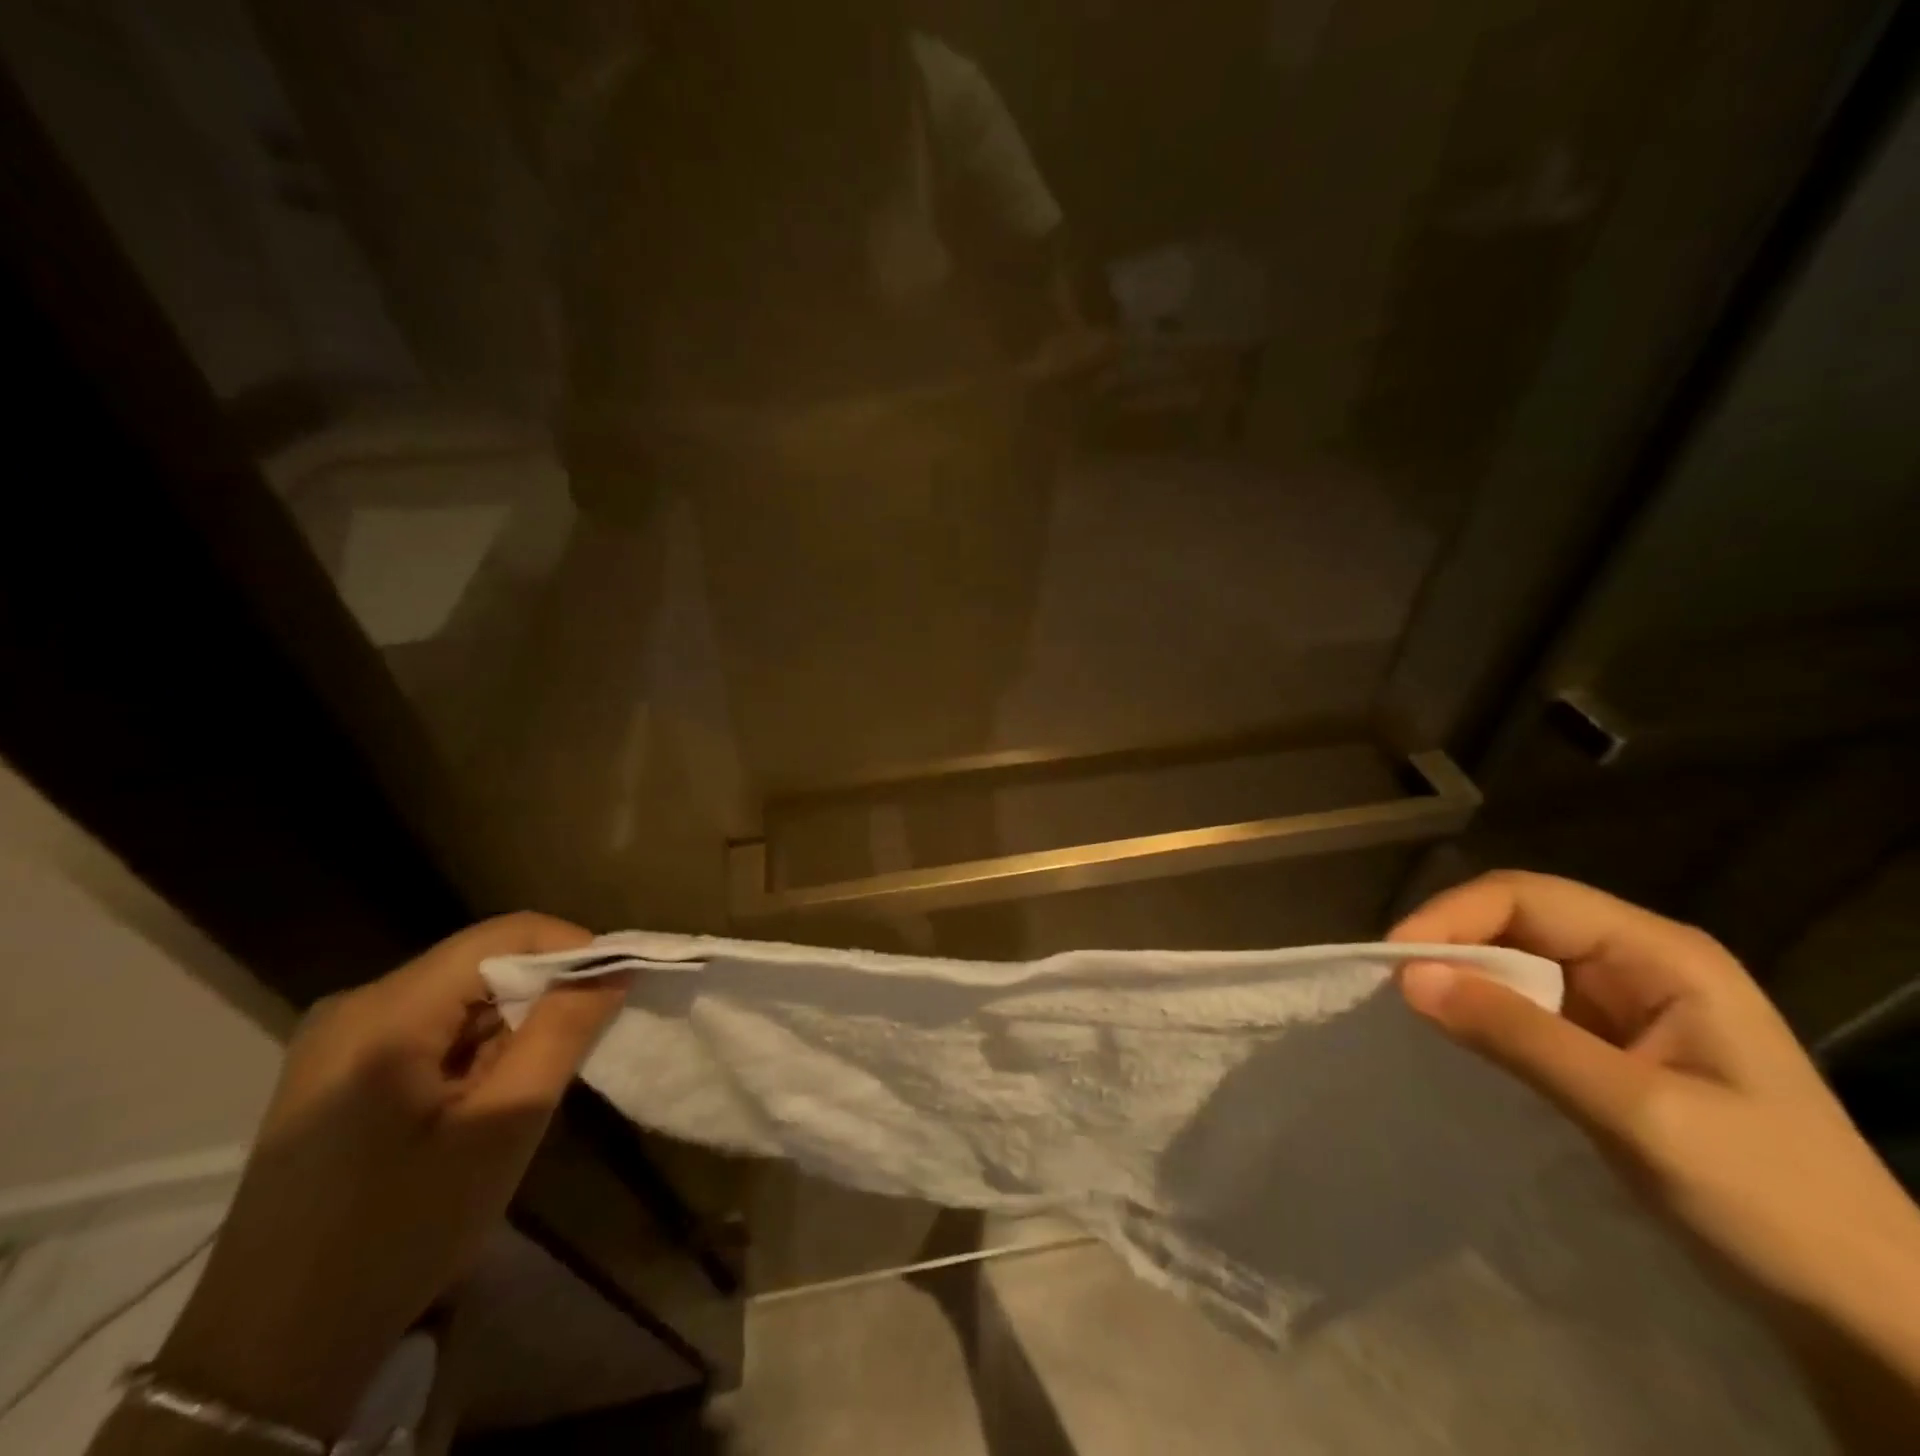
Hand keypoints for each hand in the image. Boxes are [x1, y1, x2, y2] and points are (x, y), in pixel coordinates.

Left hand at [152, 914, 628, 1437]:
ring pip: (460, 995)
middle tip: (578, 1047)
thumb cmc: (398, 1234)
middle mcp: (355, 1004)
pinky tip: (481, 1101)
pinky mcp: (337, 1070)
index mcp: (385, 1012)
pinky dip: (476, 1046)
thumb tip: (615, 968)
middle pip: (479, 963)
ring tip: (528, 1086)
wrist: (272, 1353)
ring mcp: (338, 1038)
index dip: (572, 949)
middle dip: (543, 993)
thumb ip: (562, 1034)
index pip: (503, 935)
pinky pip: (432, 1027)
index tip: (619, 987)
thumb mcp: (502, 1128)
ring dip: (511, 1025)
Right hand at [1391, 872, 1919, 1447]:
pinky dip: (1485, 1016)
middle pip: (1517, 921)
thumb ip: (1518, 1036)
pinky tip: (1460, 1039)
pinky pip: (1528, 1008)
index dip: (1451, 916)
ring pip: (1517, 964)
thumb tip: (1406, 976)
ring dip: (1464, 980)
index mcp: (1661, 954)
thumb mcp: (1637, 1113)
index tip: (1394, 963)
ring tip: (1412, 1011)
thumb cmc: (1773, 1203)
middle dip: (1450, 945)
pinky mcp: (1612, 1047)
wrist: (1871, 1317)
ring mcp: (1627, 1006)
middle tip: (1391, 989)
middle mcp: (1640, 963)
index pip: (1526, 897)